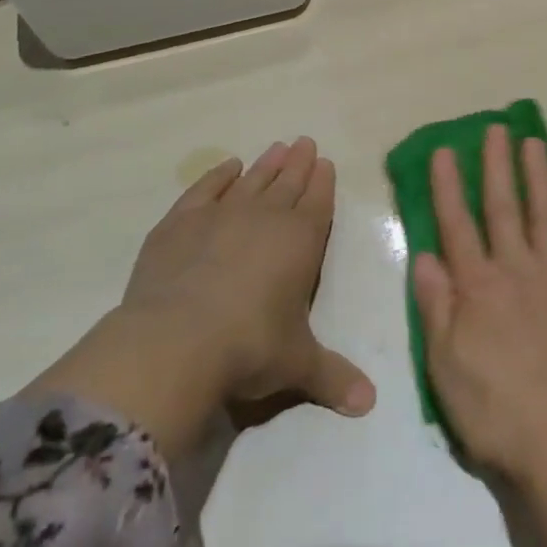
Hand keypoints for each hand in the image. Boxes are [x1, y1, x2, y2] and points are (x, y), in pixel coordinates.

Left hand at [25, 138, 374, 453]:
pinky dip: (217, 176)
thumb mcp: (297, 365)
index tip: (325, 161)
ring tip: (276, 147)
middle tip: (305, 142)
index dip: (323, 181)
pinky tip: (227, 167)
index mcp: (301, 241)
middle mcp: (266, 217)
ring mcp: (221, 215)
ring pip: (252, 180)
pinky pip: (205, 189)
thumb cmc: (250, 347)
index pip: (318, 201)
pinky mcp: (180, 223)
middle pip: (287, 182)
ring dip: (266, 164)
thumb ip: (334, 377)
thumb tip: (370, 404)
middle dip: (299, 163)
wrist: (176, 340)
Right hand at [413, 127, 546, 546]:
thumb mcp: (444, 366)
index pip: (457, 224)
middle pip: (503, 206)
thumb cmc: (494, 408)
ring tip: (533, 143)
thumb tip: (425, 256)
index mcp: (477, 287)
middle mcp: (516, 268)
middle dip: (496, 165)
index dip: (448, 186)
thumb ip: (435, 307)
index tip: (445, 150)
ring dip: (537, 176)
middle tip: (494, 129)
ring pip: (544, 213)